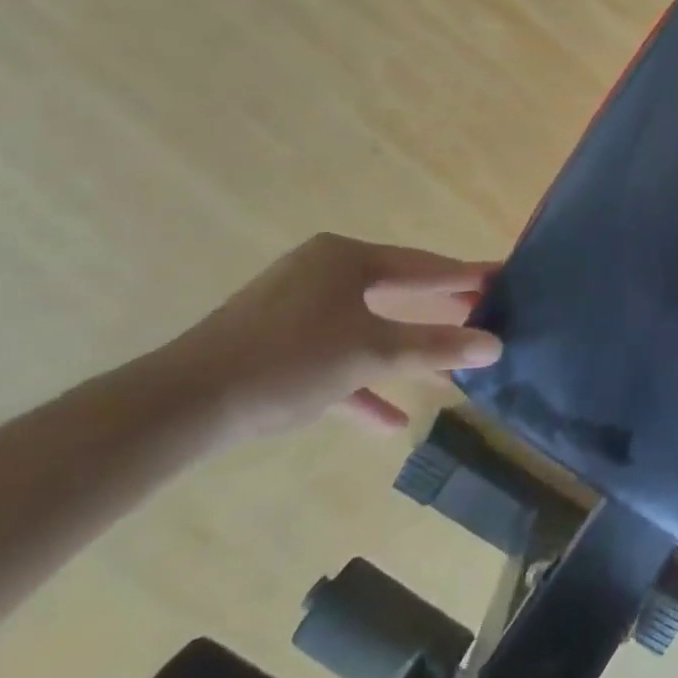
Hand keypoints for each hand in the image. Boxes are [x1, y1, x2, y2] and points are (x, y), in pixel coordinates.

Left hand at [153, 232, 503, 438]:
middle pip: (395, 293)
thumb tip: (496, 345)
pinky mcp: (273, 348)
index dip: (465, 276)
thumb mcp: (371, 352)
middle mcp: (321, 273)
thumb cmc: (287, 362)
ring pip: (365, 328)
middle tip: (481, 317)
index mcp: (345, 258)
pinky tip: (388, 419)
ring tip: (446, 373)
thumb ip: (435, 348)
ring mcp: (293, 310)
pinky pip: (331, 359)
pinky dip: (359, 384)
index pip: (422, 266)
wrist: (175, 410)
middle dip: (436, 315)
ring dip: (402, 354)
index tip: (502, 278)